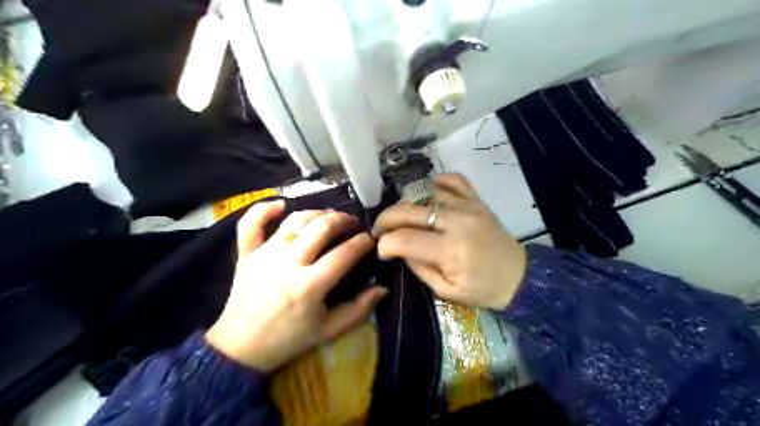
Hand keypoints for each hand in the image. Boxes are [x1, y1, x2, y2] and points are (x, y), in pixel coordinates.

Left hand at [206, 201, 386, 370]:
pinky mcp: (246, 254)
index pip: (344, 254)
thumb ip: (359, 309)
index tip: (371, 240)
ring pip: (294, 220)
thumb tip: (382, 288)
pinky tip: (281, 206)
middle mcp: (287, 264)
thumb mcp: (329, 330)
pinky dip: (265, 209)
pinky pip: (251, 223)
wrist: (240, 348)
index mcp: (309, 286)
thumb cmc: (288, 339)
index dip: (363, 242)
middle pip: (321, 228)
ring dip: (316, 213)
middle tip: (352, 224)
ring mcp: (264, 256)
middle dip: (343, 220)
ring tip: (328, 218)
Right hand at [374, 173, 530, 309]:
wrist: (520, 277)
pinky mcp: (477, 200)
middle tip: (381, 229)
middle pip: (409, 210)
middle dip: (386, 219)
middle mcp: (457, 222)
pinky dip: (436, 183)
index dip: (385, 244)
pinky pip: (453, 180)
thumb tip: (399, 248)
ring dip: (406, 203)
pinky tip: (428, 196)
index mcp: (450, 251)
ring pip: (426, 193)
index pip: (404, 239)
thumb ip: (419, 268)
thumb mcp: (446, 291)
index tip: (382, 250)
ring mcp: (468, 206)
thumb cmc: (483, 289)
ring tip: (403, 217)